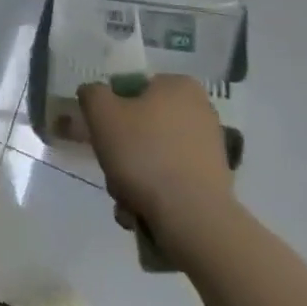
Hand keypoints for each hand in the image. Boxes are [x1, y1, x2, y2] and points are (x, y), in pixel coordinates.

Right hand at [78, 75, 235, 269]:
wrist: (193, 219)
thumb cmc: (144, 154)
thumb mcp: (101, 112)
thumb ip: (92, 94)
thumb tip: (95, 95)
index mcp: (179, 86)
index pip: (133, 88)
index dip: (112, 110)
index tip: (103, 133)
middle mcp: (201, 112)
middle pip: (142, 125)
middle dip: (122, 150)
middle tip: (112, 169)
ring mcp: (211, 149)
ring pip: (153, 156)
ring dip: (132, 176)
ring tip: (125, 197)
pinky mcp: (214, 183)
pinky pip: (171, 180)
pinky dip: (154, 193)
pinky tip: (142, 211)